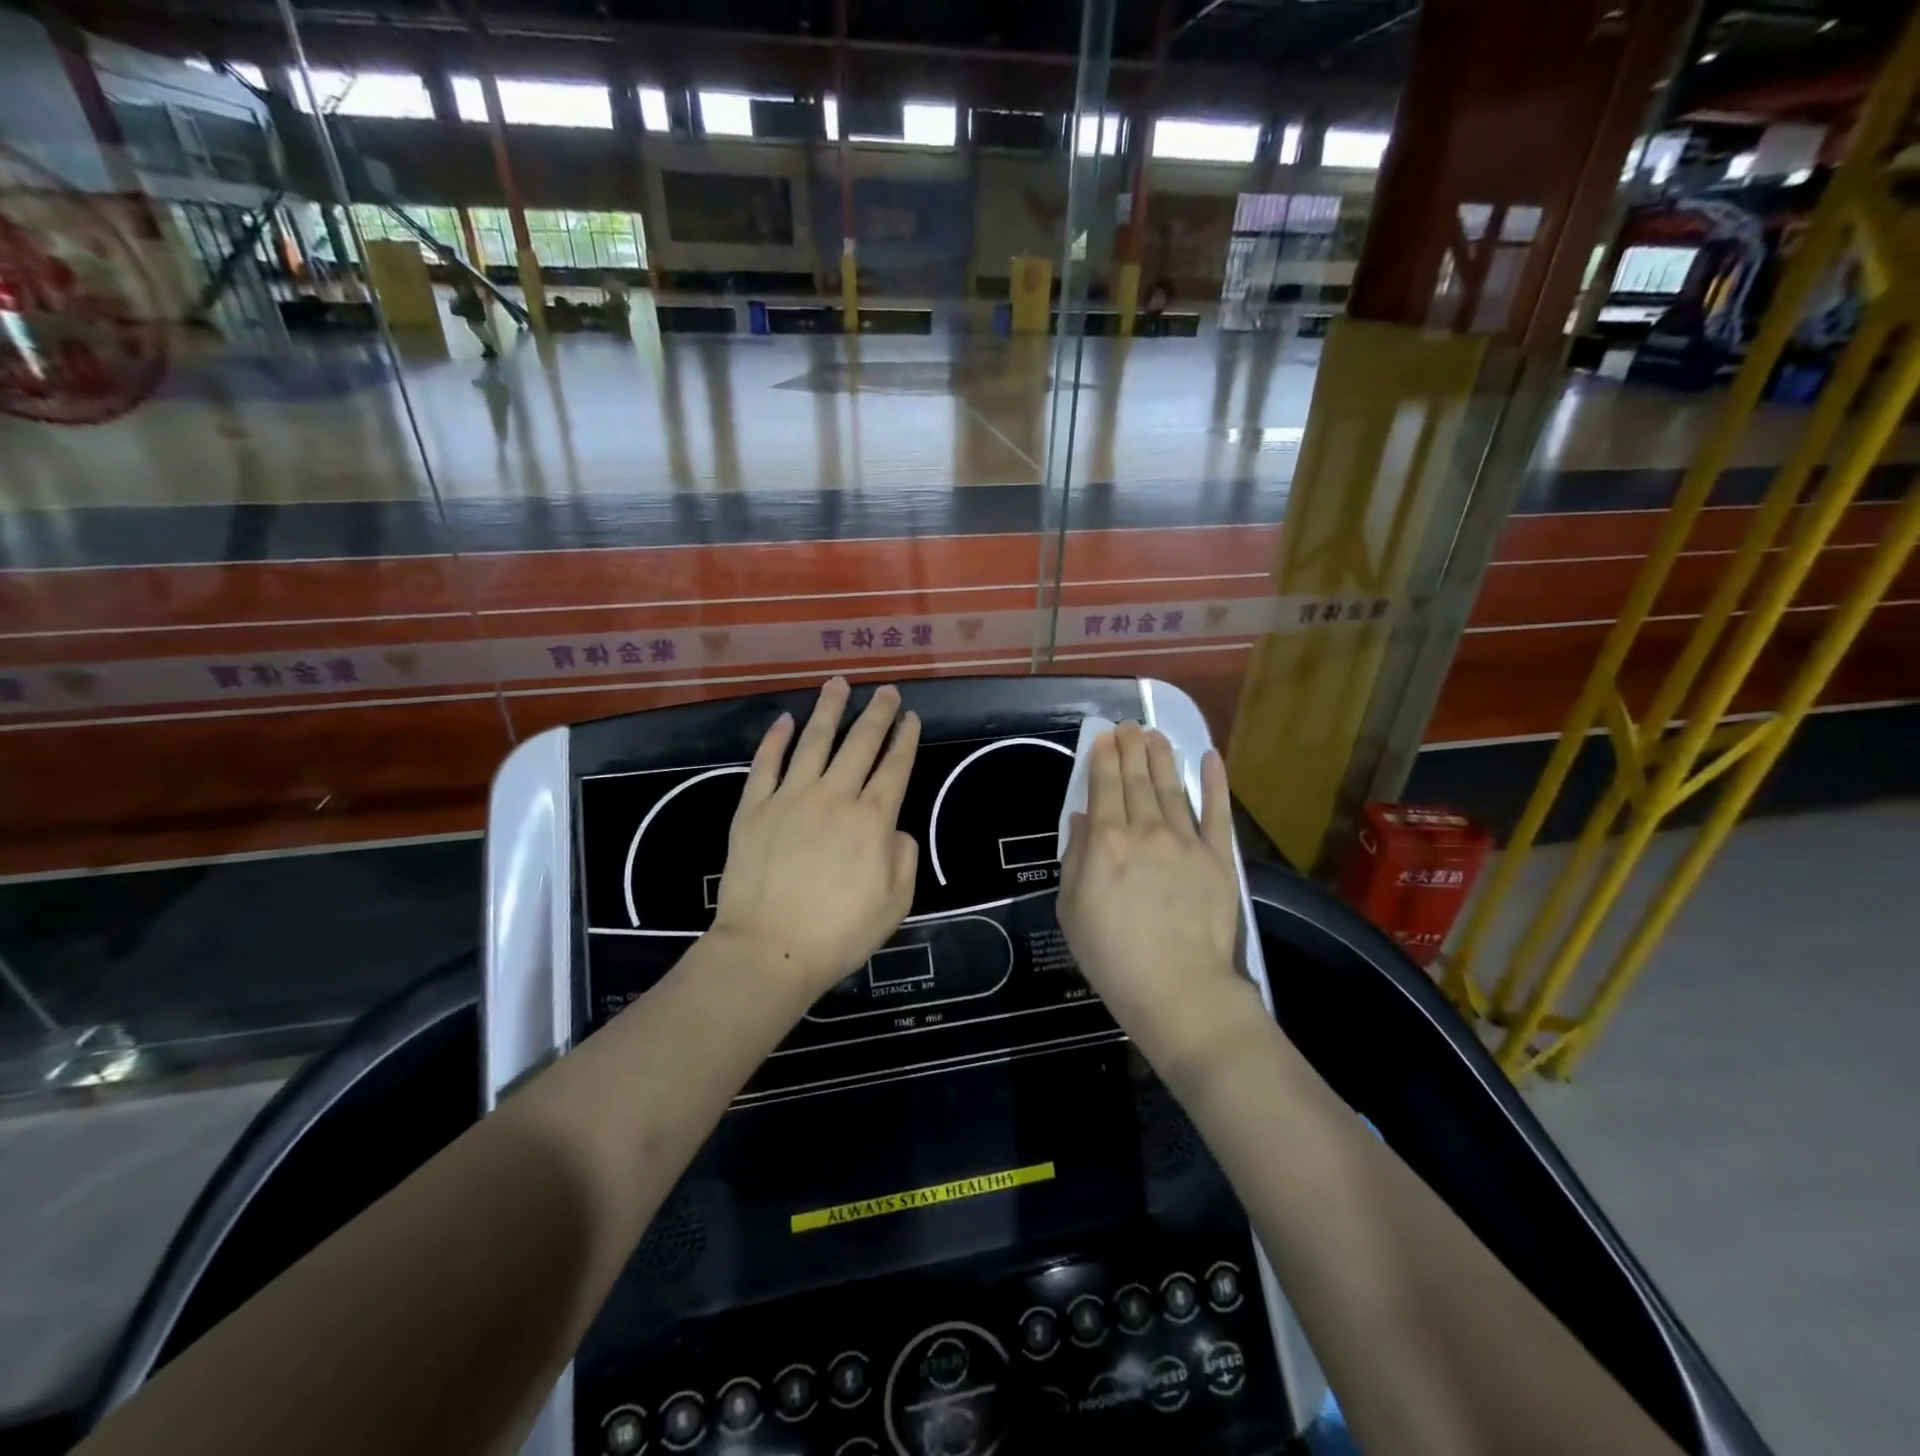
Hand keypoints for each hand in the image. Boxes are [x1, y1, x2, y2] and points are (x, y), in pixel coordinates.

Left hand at [710, 678, 920, 1001]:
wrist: (769, 949)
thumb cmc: (839, 932)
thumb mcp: (896, 902)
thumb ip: (904, 857)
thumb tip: (894, 829)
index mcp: (872, 819)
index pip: (895, 766)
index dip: (905, 738)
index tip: (910, 717)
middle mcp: (834, 796)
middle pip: (860, 743)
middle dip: (877, 713)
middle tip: (886, 691)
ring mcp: (790, 797)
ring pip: (813, 740)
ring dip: (828, 709)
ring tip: (838, 684)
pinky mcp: (753, 807)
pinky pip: (766, 763)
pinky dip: (775, 739)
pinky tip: (785, 720)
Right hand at [1058, 722, 1243, 1065]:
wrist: (1177, 987)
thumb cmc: (1112, 955)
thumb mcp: (1072, 909)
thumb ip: (1075, 857)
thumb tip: (1081, 818)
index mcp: (1106, 841)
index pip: (1104, 786)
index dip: (1104, 757)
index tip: (1105, 735)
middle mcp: (1146, 830)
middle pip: (1137, 779)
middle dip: (1132, 748)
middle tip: (1130, 725)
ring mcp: (1186, 841)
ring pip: (1172, 787)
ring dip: (1163, 757)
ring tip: (1156, 734)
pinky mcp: (1219, 858)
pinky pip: (1216, 812)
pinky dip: (1214, 782)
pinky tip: (1210, 758)